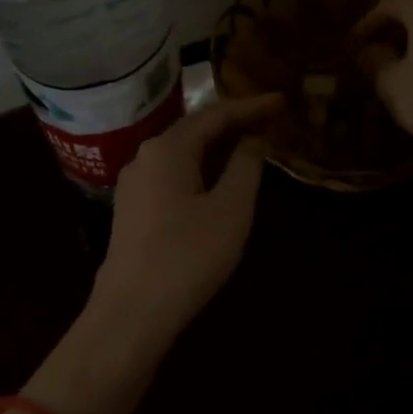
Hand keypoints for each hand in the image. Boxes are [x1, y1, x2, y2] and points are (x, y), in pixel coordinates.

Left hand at [25, 95, 280, 413]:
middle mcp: (145, 156)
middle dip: (234, 123)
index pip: (215, 113)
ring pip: (183, 153)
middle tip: (271, 120)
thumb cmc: (187, 257)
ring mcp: (134, 184)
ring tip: (251, 144)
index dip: (251, 106)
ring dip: (217, 146)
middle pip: (195, 128)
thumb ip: (245, 167)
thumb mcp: (230, 209)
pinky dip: (201, 168)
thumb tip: (252, 140)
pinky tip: (218, 180)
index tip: (282, 100)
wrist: (131, 313)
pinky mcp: (133, 209)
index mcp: (167, 148)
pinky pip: (173, 174)